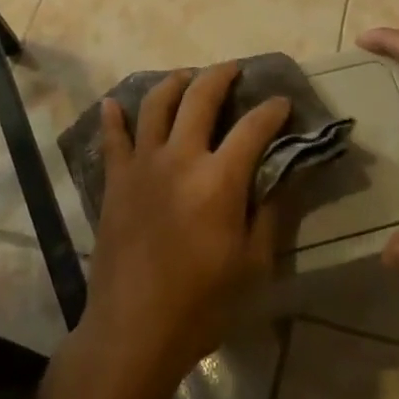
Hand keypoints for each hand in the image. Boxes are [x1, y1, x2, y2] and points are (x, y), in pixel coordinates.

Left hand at [78, 63, 292, 397]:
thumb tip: (285, 175)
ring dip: (174, 83)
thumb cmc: (203, 304)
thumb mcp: (254, 264)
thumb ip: (270, 213)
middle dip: (221, 76)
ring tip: (186, 76)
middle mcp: (180, 157)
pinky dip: (114, 117)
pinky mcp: (116, 179)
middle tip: (234, 69)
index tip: (282, 101)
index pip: (252, 128)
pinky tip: (114, 104)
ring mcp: (143, 164)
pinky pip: (113, 138)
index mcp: (219, 179)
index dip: (271, 110)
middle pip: (200, 98)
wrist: (135, 329)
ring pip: (156, 105)